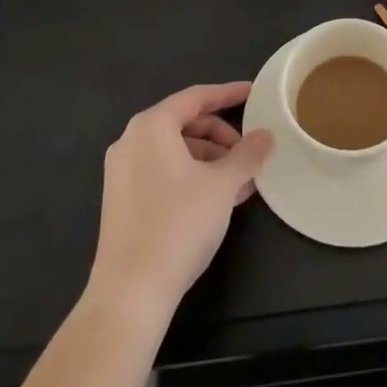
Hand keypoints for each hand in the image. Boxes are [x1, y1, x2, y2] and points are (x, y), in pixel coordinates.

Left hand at [87, 82, 274, 318]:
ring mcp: (121, 171)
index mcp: (151, 126)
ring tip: (240, 183)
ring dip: (209, 160)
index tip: (254, 94)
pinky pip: (162, 171)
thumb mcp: (222, 186)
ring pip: (175, 150)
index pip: (196, 97)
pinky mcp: (121, 200)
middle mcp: (131, 140)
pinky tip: (217, 199)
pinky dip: (191, 175)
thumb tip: (266, 135)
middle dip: (221, 136)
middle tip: (249, 154)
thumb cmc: (179, 224)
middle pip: (184, 123)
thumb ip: (247, 155)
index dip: (228, 94)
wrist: (130, 292)